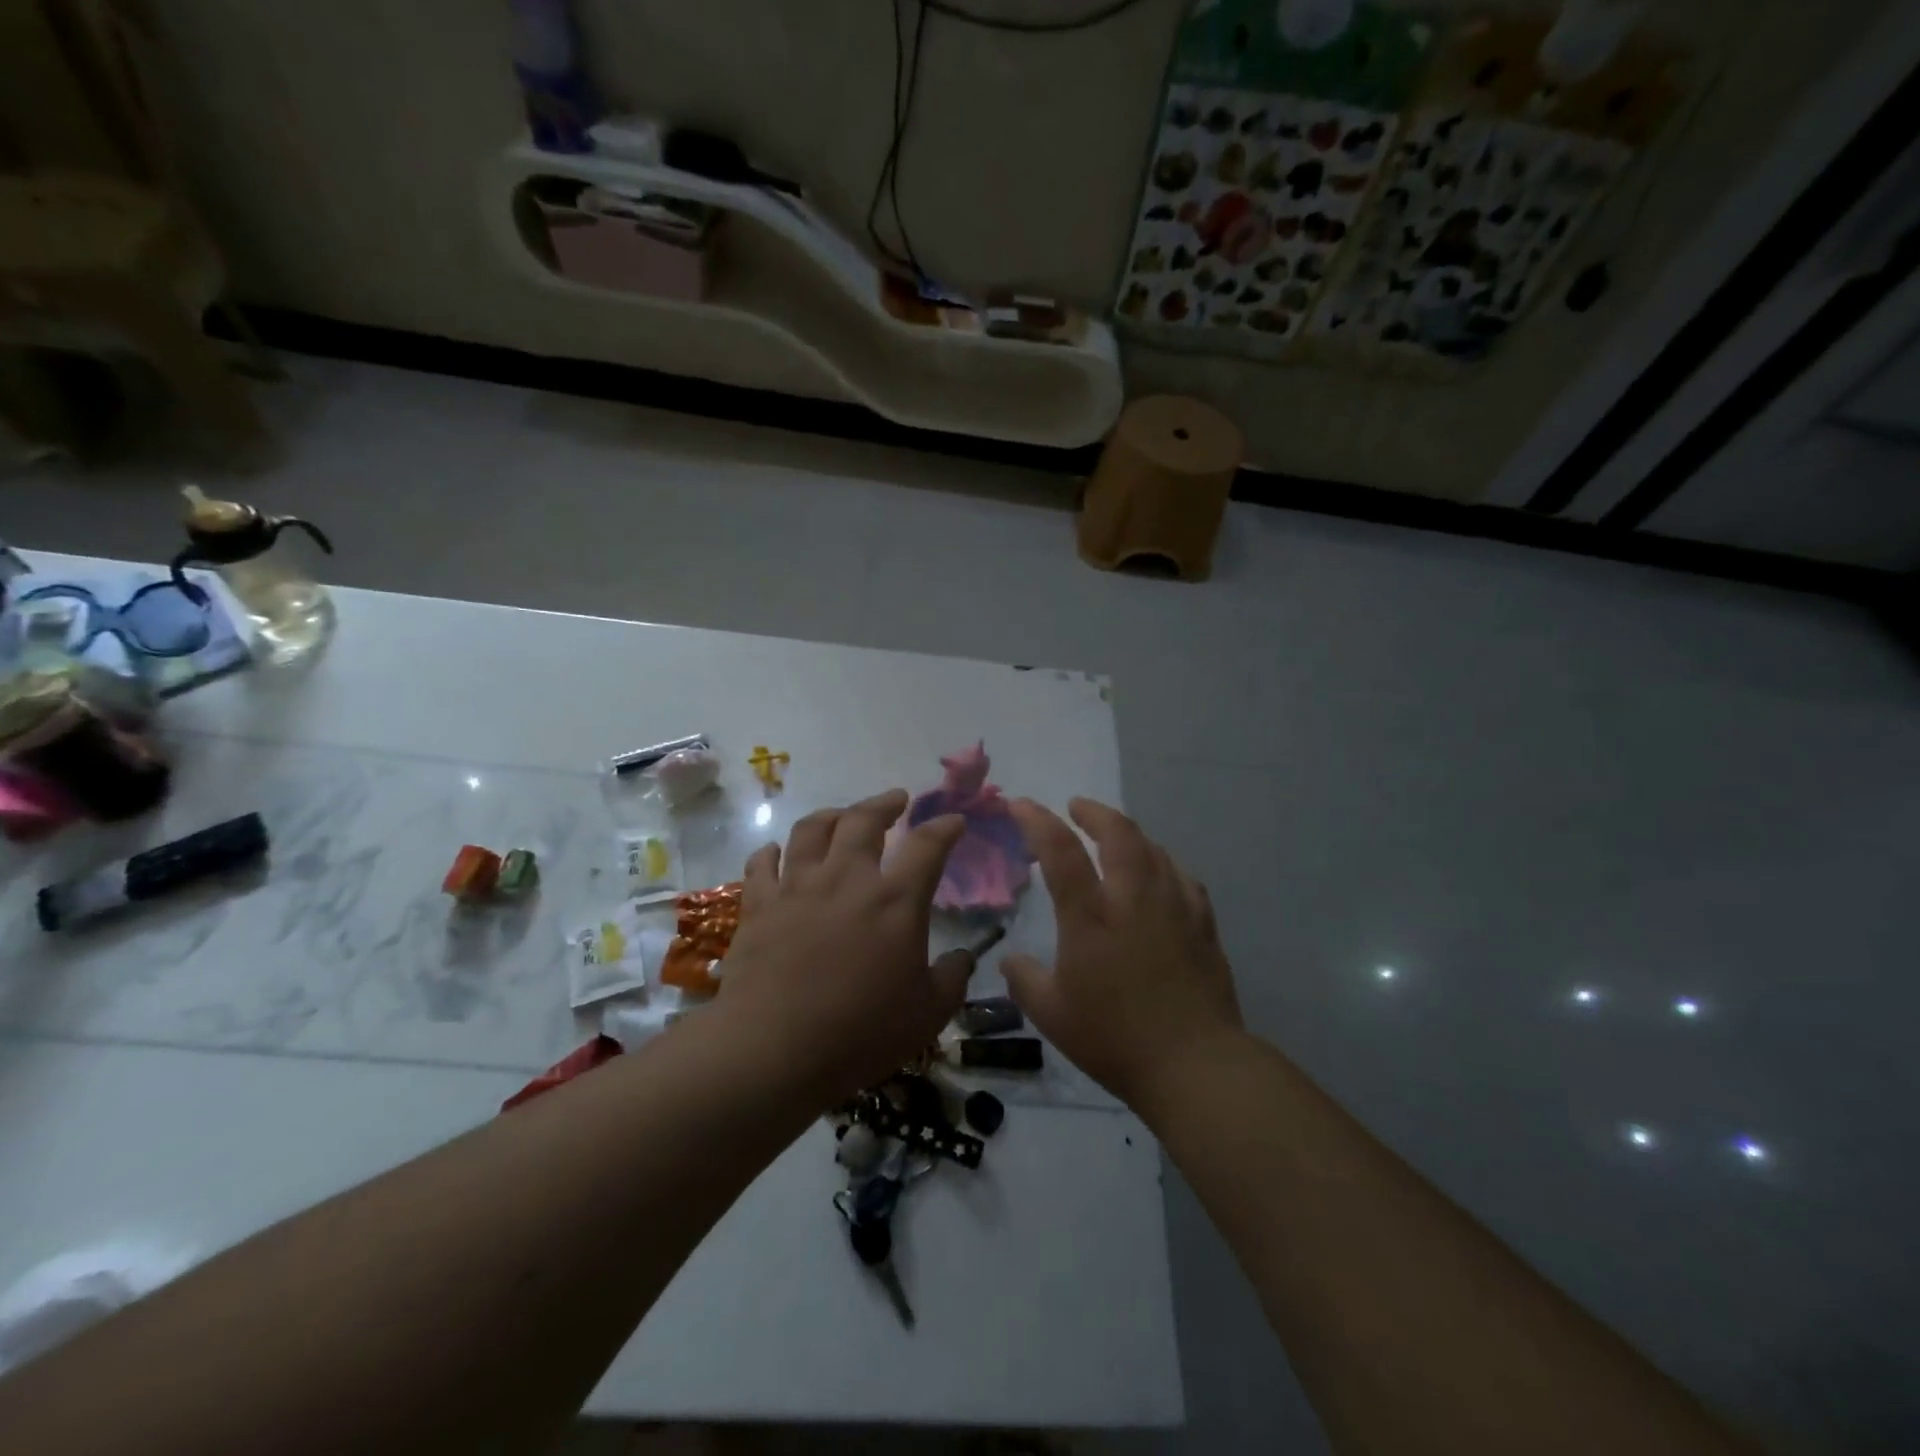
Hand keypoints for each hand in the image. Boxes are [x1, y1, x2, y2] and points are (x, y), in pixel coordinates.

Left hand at [717, 790, 970, 1105]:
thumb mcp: (928, 1013)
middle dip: (884, 803)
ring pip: (811, 830)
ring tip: (841, 815)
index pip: (928, 846)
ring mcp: (797, 887)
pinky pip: (762, 864)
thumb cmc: (860, 1033)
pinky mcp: (759, 906)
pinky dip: (770, 852)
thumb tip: (964, 957)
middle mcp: (846, 879)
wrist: (774, 1050)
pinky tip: (775, 852)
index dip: (945, 827)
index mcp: (895, 900)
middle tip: (896, 800)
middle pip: (864, 819)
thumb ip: (952, 978)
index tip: (954, 821)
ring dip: (831, 815)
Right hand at [1005, 798, 1242, 1108]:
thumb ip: (1024, 980)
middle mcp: (1133, 898)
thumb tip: (1010, 959)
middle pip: (1118, 833)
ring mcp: (1174, 907)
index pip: (1060, 851)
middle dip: (1094, 811)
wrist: (1194, 1064)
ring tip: (1114, 837)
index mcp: (1091, 916)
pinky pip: (1181, 876)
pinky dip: (1162, 862)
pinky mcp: (1202, 923)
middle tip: (1077, 807)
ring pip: (1153, 848)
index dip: (1038, 820)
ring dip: (1128, 833)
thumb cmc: (1115, 1039)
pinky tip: (1159, 872)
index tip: (1021, 804)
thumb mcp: (1052, 1015)